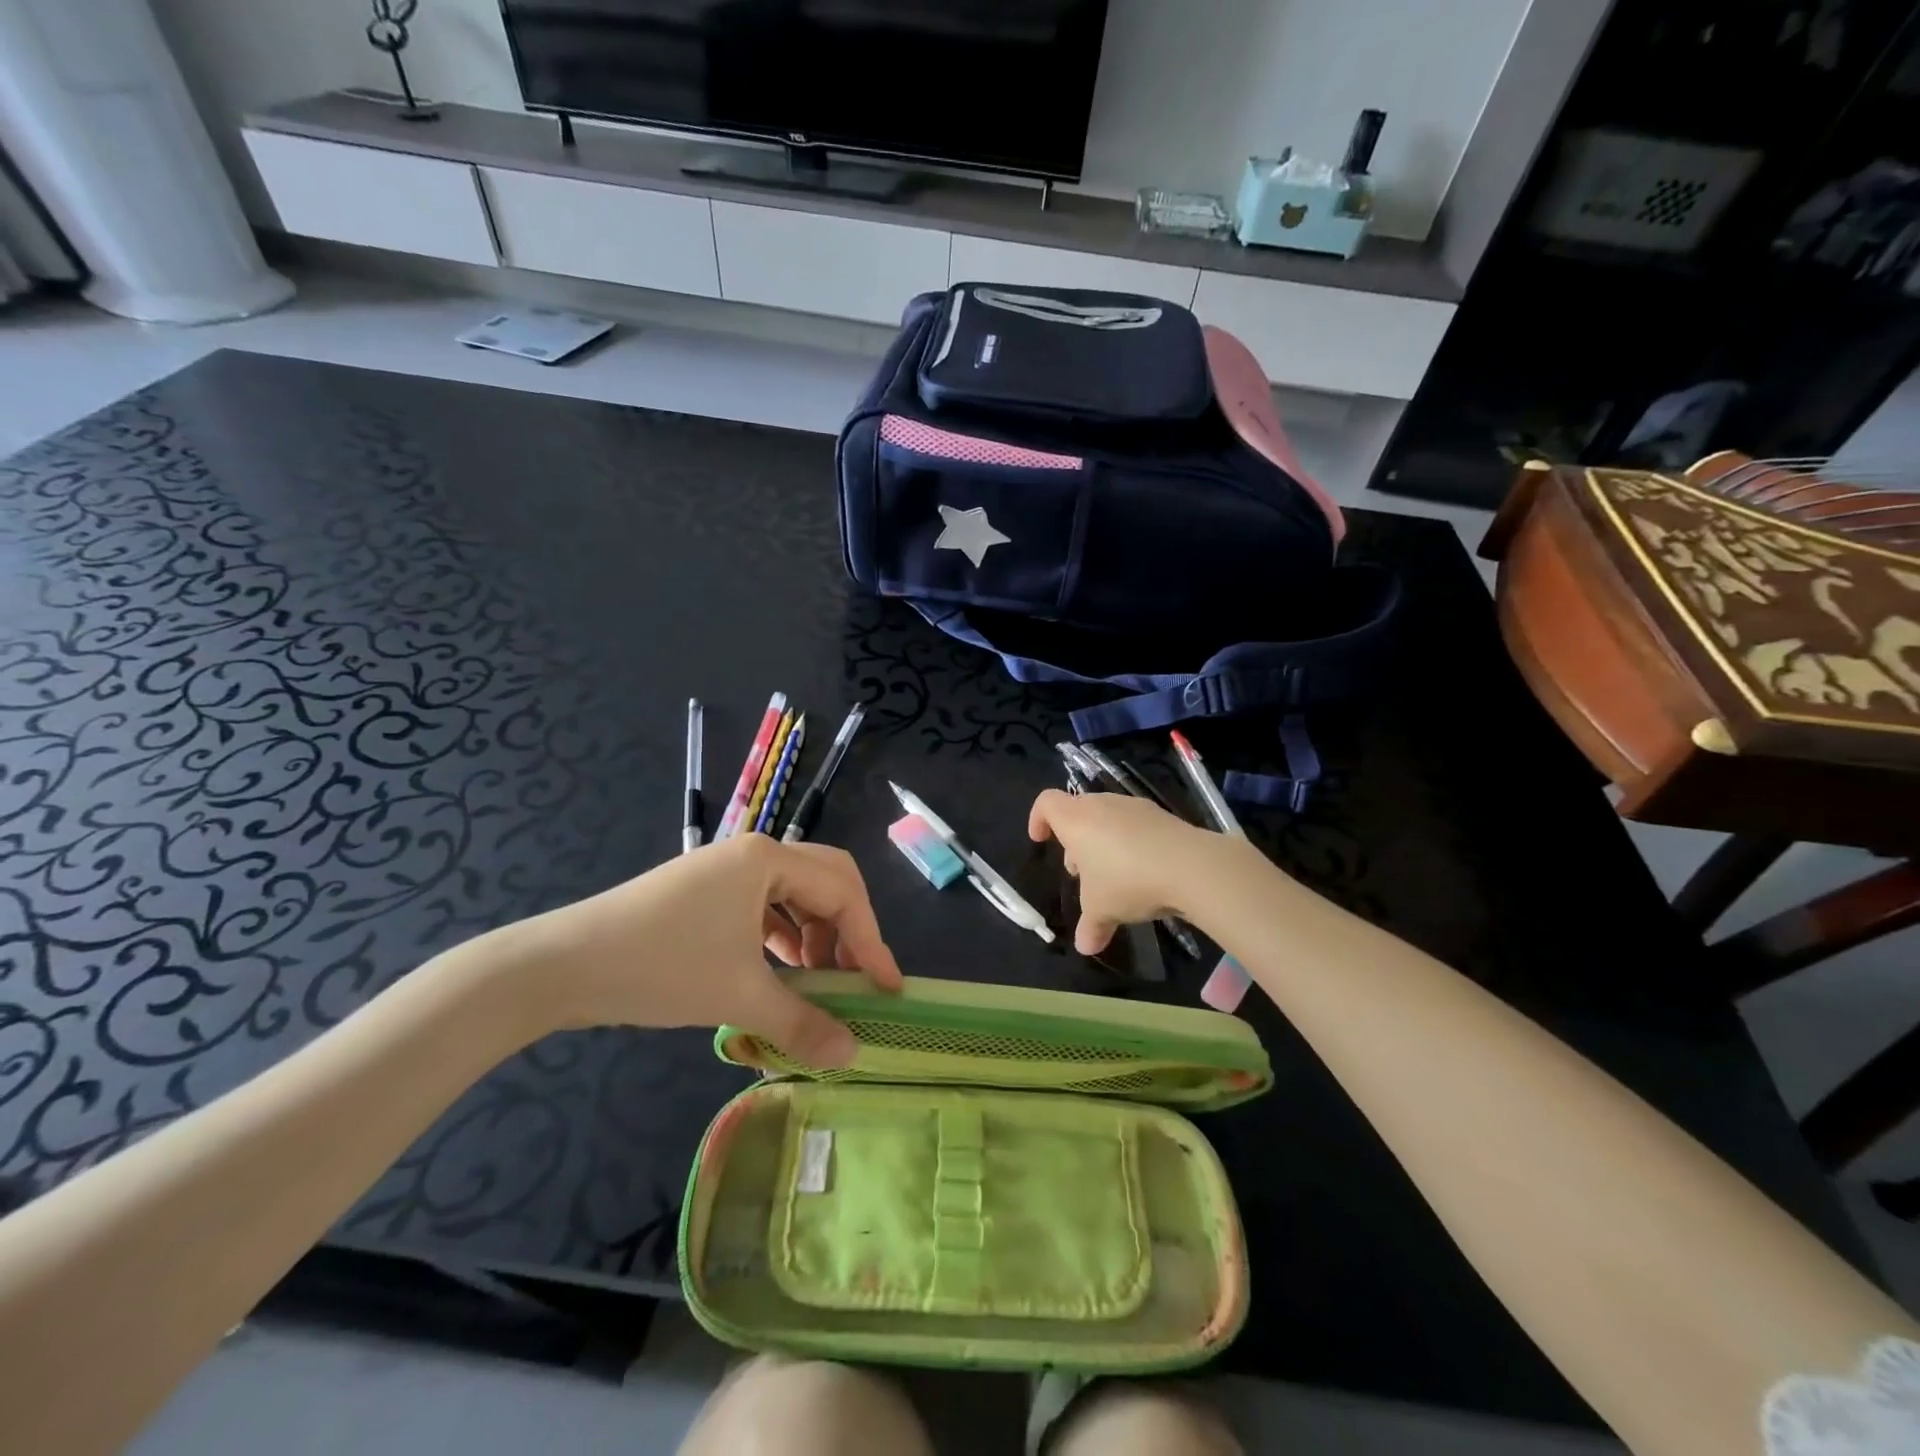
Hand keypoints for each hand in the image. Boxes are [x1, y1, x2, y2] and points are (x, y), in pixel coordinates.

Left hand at [503, 835, 901, 1066]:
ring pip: (796, 892)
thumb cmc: (659, 967)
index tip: (887, 989)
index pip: (843, 893)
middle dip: (848, 929)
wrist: (561, 966)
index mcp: (768, 860)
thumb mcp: (738, 996)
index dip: (871, 941)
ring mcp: (727, 870)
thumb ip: (803, 1023)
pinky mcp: (706, 891)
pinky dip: (783, 935)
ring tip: (815, 981)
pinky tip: (778, 969)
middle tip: (854, 976)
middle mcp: (754, 853)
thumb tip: (853, 1054)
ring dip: (815, 933)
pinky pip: (765, 904)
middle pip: (827, 880)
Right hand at [1028, 789, 1236, 954]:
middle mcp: (1102, 805)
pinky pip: (1136, 826)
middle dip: (1075, 839)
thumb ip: (1090, 926)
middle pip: (1078, 810)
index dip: (1038, 819)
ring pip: (1108, 818)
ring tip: (1113, 876)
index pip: (1046, 802)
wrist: (1191, 866)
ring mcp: (1135, 806)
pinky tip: (1144, 872)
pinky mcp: (1163, 816)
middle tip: (1081, 872)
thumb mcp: (1102, 910)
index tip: (1040, 841)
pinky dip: (1132, 844)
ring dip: (1103, 842)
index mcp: (1076, 820)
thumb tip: (1085, 946)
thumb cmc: (1127, 881)